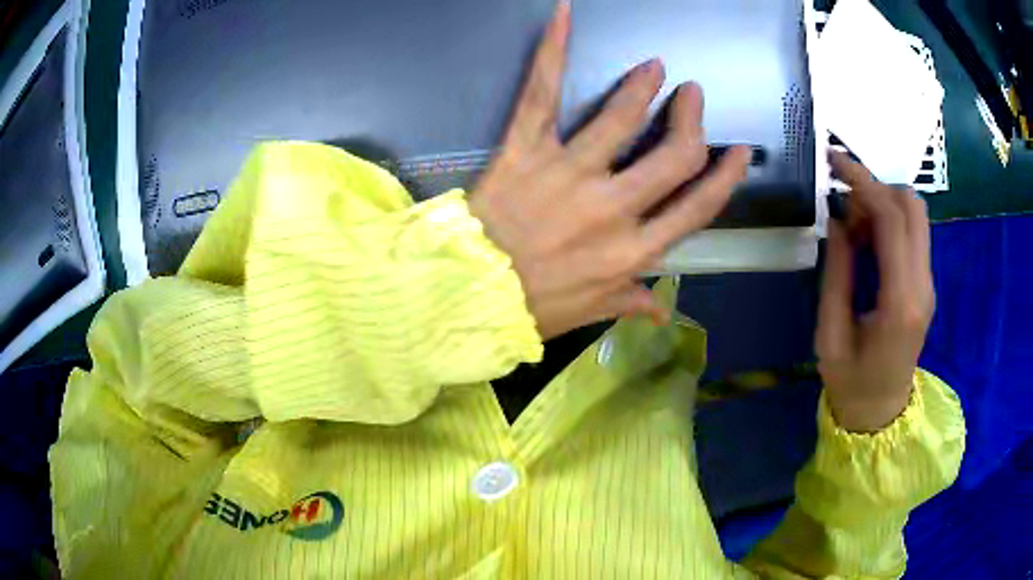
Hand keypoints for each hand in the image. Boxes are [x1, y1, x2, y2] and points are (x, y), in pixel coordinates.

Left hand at [468, 0, 750, 339]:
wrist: (469, 296)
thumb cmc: (532, 308)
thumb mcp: (590, 312)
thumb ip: (629, 301)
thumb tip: (662, 307)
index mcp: (633, 252)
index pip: (697, 207)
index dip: (725, 176)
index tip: (739, 152)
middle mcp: (612, 209)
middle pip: (673, 155)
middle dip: (690, 120)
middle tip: (690, 96)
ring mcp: (568, 174)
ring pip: (620, 118)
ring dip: (642, 87)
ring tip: (653, 68)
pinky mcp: (525, 151)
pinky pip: (542, 94)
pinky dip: (553, 50)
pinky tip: (564, 15)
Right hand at [816, 151, 935, 431]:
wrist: (881, 414)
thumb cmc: (850, 383)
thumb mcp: (830, 334)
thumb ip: (837, 274)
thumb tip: (838, 220)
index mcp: (900, 303)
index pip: (893, 220)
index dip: (864, 183)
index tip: (834, 163)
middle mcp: (922, 286)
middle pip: (913, 207)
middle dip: (876, 186)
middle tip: (843, 198)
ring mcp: (928, 284)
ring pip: (916, 215)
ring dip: (884, 203)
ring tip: (854, 225)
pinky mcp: (926, 284)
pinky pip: (912, 234)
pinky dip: (889, 221)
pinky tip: (867, 240)